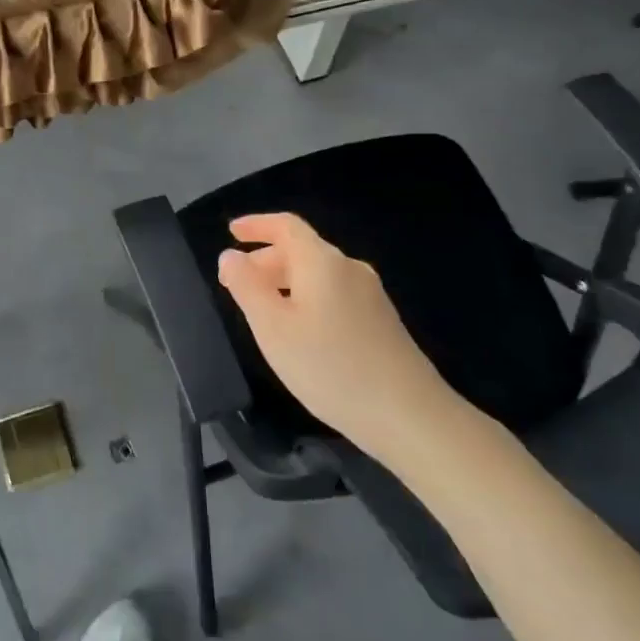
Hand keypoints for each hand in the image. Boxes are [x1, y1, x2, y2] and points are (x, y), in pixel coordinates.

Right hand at [217, 214, 456, 456]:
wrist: (409, 415)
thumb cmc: (330, 367)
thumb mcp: (272, 327)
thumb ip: (246, 286)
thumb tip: (230, 255)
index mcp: (322, 262)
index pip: (286, 226)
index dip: (256, 224)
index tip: (231, 232)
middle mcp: (349, 269)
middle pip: (302, 249)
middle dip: (265, 259)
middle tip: (235, 284)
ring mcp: (370, 295)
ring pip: (317, 274)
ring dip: (284, 281)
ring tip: (261, 309)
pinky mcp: (381, 321)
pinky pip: (333, 293)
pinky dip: (305, 297)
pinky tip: (298, 331)